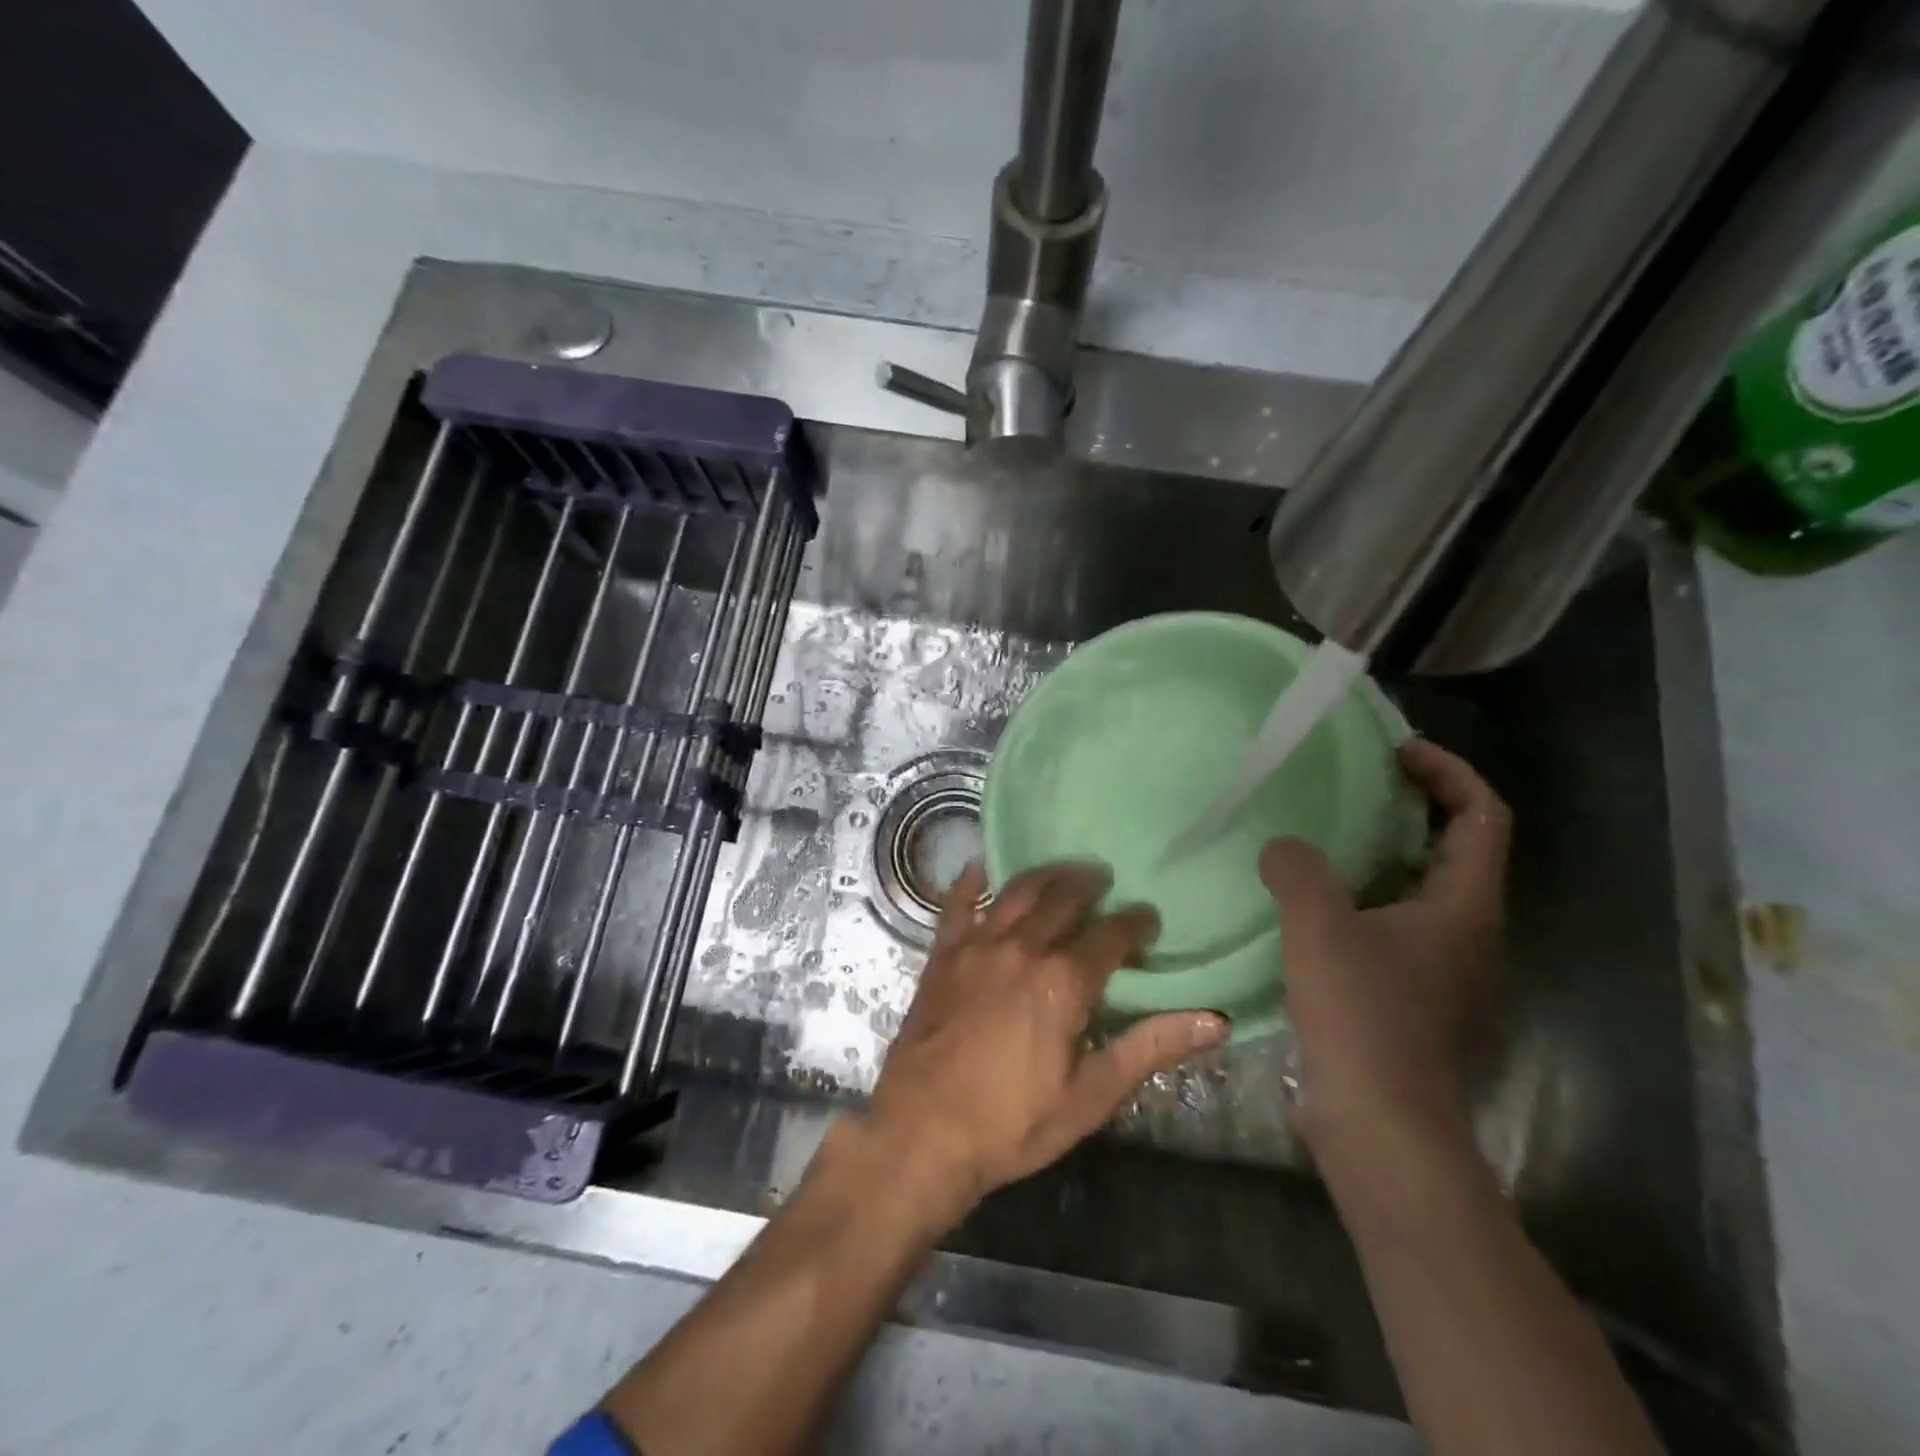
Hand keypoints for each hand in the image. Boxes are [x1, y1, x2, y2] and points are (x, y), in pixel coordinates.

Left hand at [865, 862, 1228, 1219]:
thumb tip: (1215, 1020)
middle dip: (1089, 885)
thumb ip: (1149, 1049)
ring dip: (1043, 875)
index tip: (1147, 919)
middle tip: (1104, 880)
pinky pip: (957, 904)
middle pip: (1063, 899)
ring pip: (1017, 892)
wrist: (921, 1132)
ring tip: (1061, 870)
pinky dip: (970, 881)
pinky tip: (979, 867)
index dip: (1135, 923)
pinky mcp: (943, 954)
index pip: (1111, 936)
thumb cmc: (1012, 1123)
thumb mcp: (1091, 1096)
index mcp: (1064, 982)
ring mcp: (978, 946)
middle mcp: (1023, 948)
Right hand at [1260, 738, 1509, 1162]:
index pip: (1482, 817)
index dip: (1449, 773)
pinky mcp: (1408, 995)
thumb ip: (1299, 871)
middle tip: (1355, 784)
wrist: (1380, 1125)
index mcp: (1463, 906)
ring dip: (1383, 853)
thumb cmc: (1364, 1017)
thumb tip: (1284, 846)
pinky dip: (1362, 896)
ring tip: (1324, 835)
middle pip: (1456, 848)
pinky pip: (1391, 923)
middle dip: (1414, 806)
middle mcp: (1464, 932)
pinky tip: (1311, 902)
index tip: (1397, 751)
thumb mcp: (1320, 928)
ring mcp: (1438, 967)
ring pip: (1420, 888)